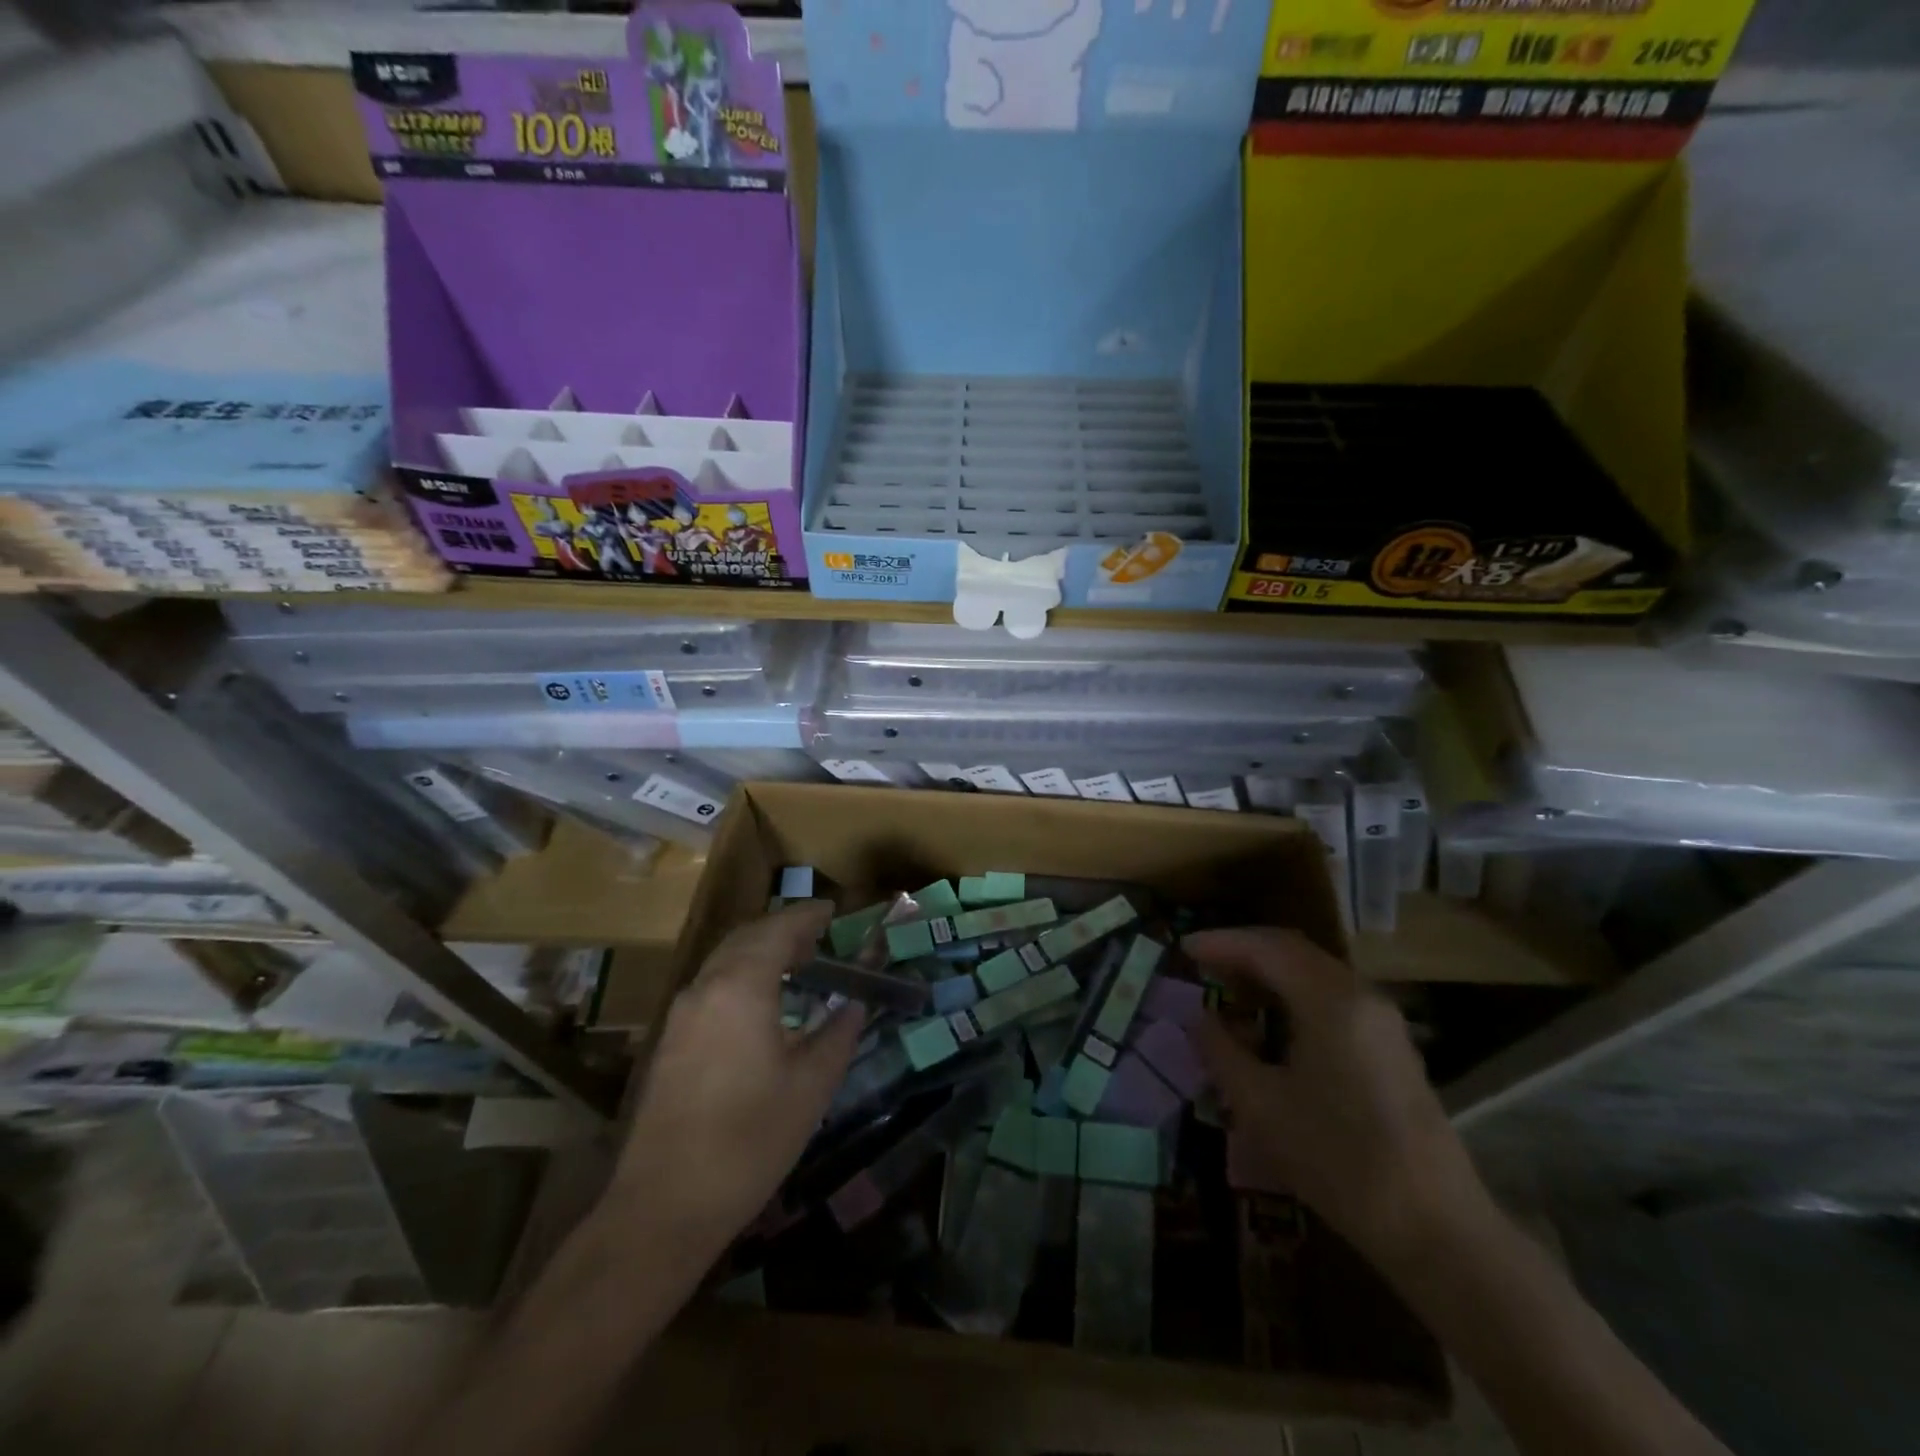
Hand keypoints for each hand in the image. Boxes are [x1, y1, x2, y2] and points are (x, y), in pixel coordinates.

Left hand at [609, 902, 862, 1254]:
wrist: (664, 1205)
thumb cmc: (750, 1140)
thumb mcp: (811, 1087)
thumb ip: (838, 1034)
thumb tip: (855, 1005)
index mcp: (741, 986)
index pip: (778, 929)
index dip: (808, 916)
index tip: (833, 911)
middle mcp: (705, 987)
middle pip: (746, 936)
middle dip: (783, 929)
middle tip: (819, 937)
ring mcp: (681, 1014)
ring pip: (725, 959)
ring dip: (760, 951)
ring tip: (797, 965)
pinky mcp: (670, 1041)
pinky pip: (711, 985)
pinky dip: (741, 975)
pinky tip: (762, 1003)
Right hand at [1188, 927, 1489, 1267]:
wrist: (1436, 1230)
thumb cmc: (1338, 1161)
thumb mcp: (1260, 1106)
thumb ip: (1221, 1051)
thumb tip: (1199, 1018)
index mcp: (1330, 1001)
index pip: (1266, 948)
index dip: (1221, 943)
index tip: (1183, 948)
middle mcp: (1360, 996)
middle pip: (1293, 951)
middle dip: (1243, 951)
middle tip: (1202, 964)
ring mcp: (1382, 1021)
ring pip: (1314, 972)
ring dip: (1269, 972)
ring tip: (1228, 989)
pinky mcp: (1391, 1047)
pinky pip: (1332, 996)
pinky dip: (1293, 993)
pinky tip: (1271, 1022)